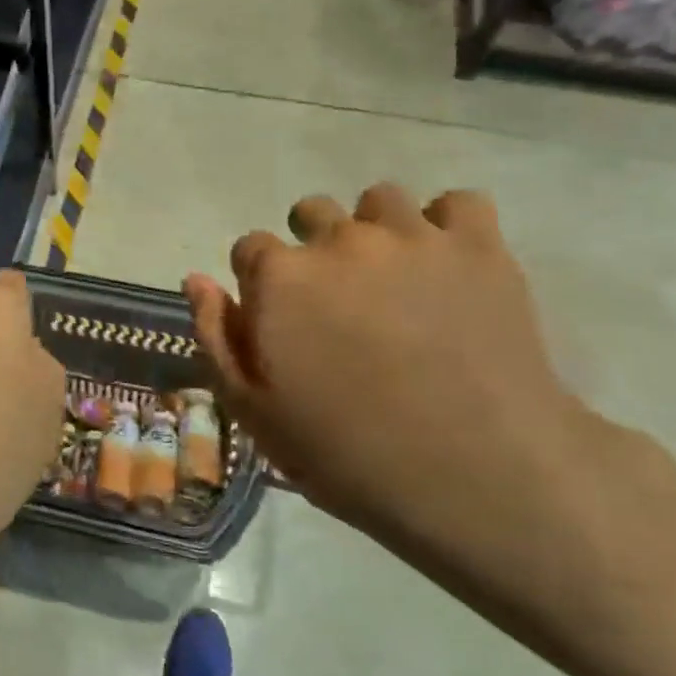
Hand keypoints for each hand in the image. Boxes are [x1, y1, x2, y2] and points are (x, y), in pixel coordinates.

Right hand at [186, 184, 675, 656]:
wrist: (478, 475)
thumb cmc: (349, 453)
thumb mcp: (255, 411)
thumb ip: (217, 336)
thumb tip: (197, 278)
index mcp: (280, 278)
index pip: (250, 247)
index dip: (259, 281)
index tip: (280, 318)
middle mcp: (339, 240)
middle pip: (311, 211)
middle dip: (313, 247)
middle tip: (338, 301)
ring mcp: (412, 237)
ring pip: (379, 200)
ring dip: (376, 230)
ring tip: (394, 279)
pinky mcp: (477, 246)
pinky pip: (457, 203)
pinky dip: (448, 226)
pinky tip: (447, 265)